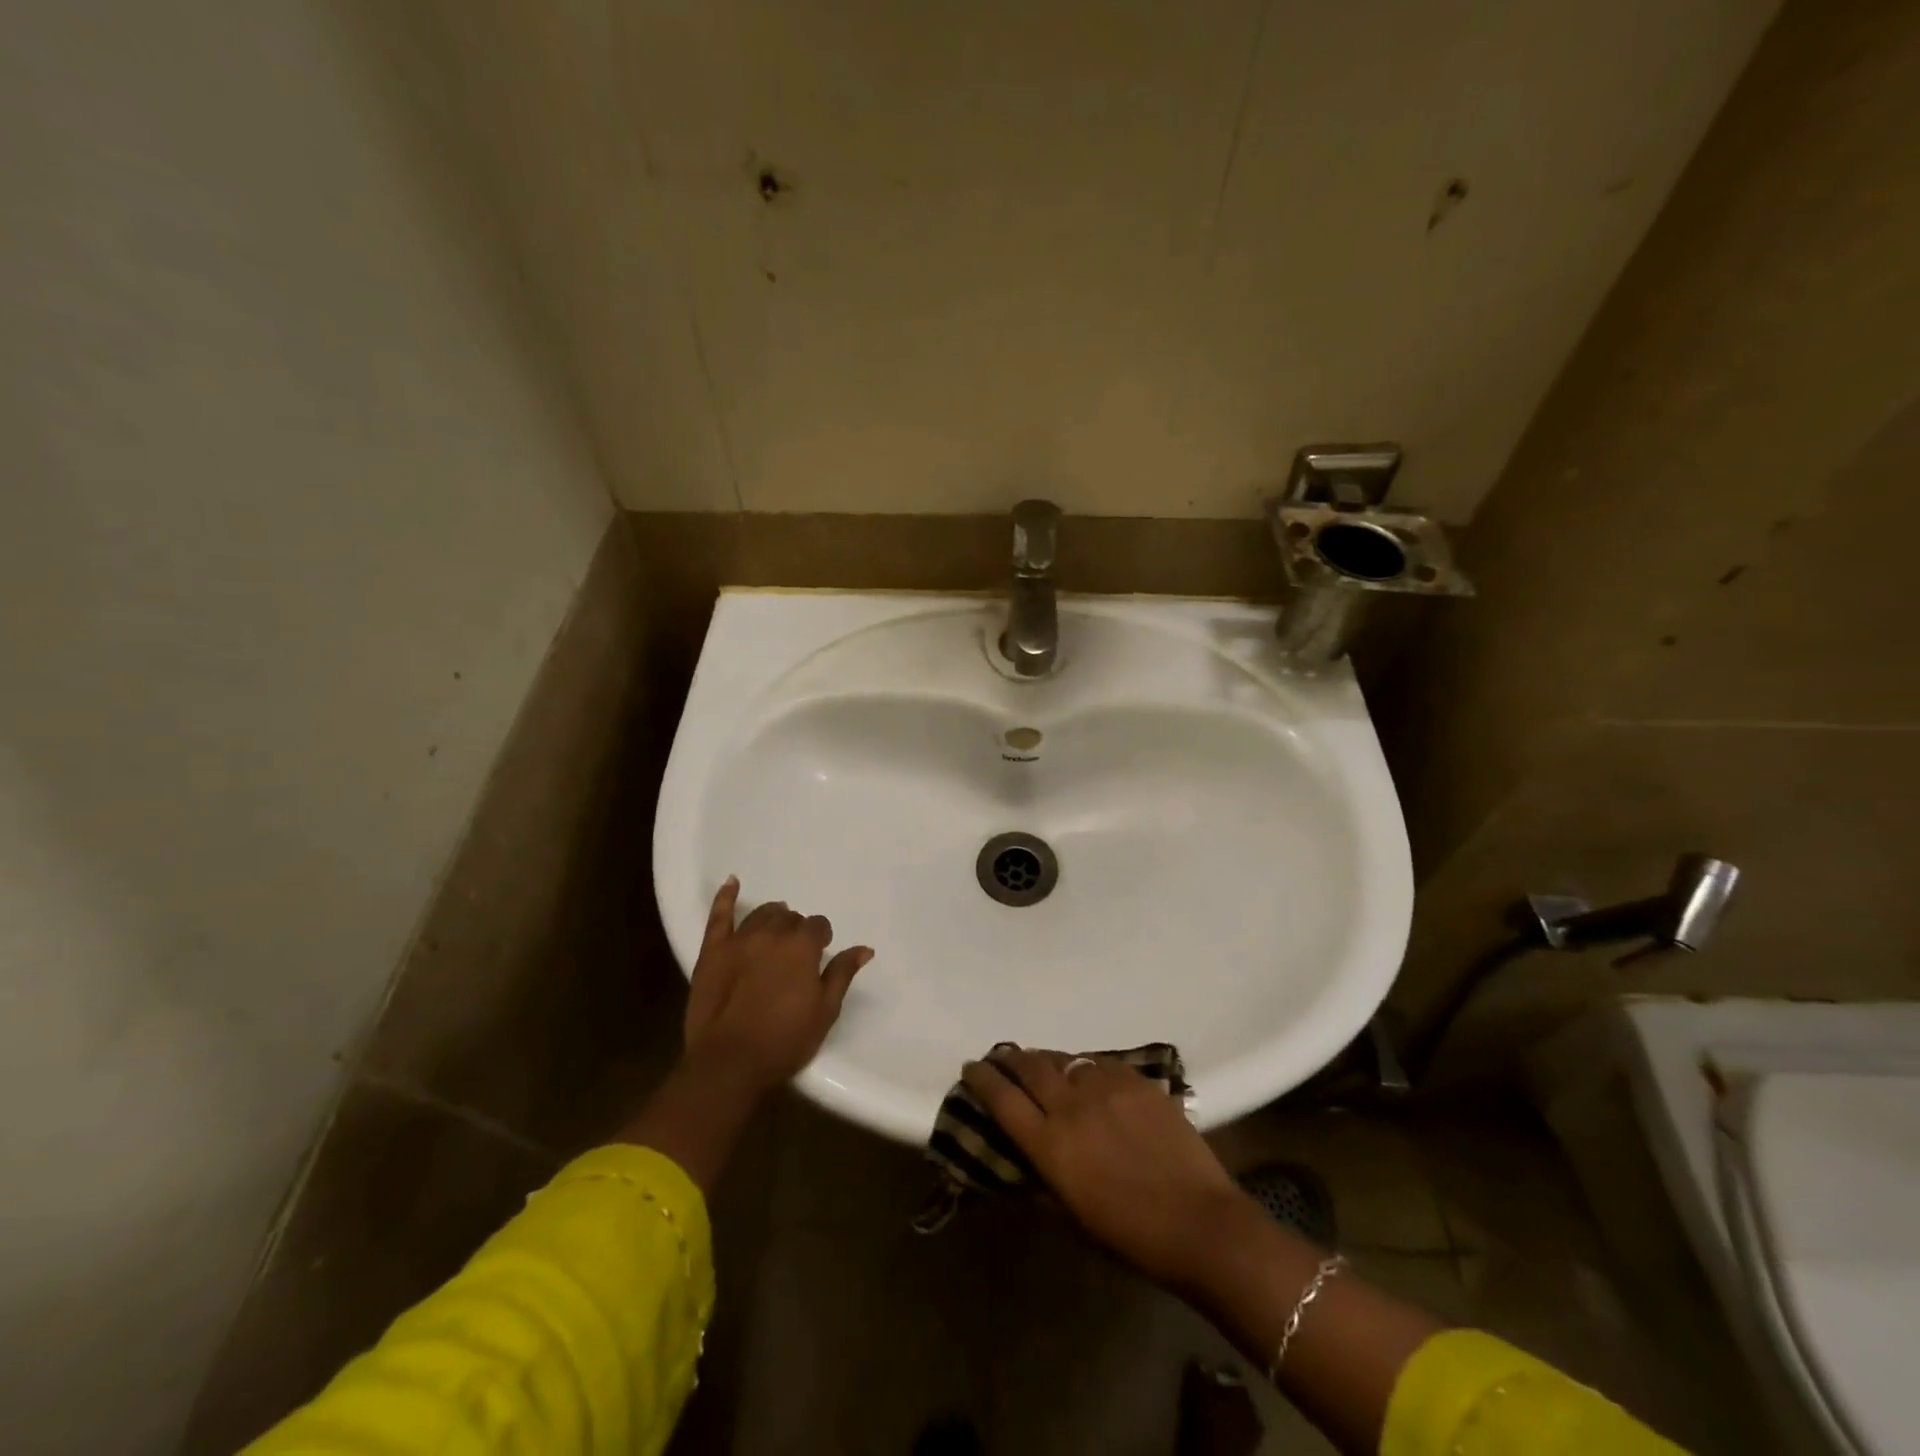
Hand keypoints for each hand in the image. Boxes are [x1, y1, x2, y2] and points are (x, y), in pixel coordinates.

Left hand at [683, 877, 872, 1092]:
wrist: (729, 1062)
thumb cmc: (784, 1040)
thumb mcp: (825, 1011)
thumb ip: (842, 974)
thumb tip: (865, 948)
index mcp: (802, 947)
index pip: (817, 926)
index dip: (821, 938)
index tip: (820, 953)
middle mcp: (772, 934)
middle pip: (790, 919)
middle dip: (797, 930)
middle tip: (796, 952)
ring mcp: (739, 940)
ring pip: (761, 914)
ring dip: (773, 917)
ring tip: (776, 926)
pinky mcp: (712, 951)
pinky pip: (719, 916)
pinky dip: (725, 896)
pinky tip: (732, 882)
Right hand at [963, 1048, 1247, 1289]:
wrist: (1200, 1223)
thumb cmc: (1131, 1236)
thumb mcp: (1072, 1217)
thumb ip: (1043, 1180)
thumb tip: (1023, 1160)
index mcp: (1050, 1145)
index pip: (1002, 1099)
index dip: (982, 1078)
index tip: (971, 1067)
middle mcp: (1071, 1106)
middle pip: (1029, 1066)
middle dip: (1010, 1058)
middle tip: (1002, 1058)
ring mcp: (1106, 1087)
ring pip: (1065, 1059)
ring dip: (1048, 1061)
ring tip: (1044, 1065)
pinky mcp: (1137, 1080)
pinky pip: (1101, 1063)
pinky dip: (1086, 1067)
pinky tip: (1089, 1076)